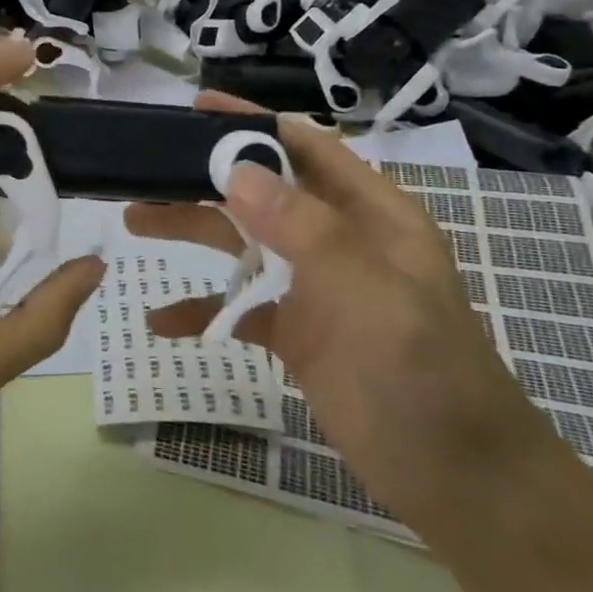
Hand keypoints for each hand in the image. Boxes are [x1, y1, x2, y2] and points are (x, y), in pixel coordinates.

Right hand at [126, 92, 547, 523]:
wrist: (458, 481)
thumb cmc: (422, 376)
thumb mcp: (367, 293)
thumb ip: (304, 229)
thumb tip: (237, 171)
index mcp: (370, 215)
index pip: (305, 148)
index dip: (252, 124)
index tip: (195, 110)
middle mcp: (340, 241)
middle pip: (262, 192)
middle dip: (205, 177)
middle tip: (145, 171)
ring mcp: (317, 289)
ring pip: (244, 244)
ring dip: (193, 231)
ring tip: (134, 220)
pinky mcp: (298, 335)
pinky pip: (241, 309)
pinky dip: (203, 310)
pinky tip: (161, 320)